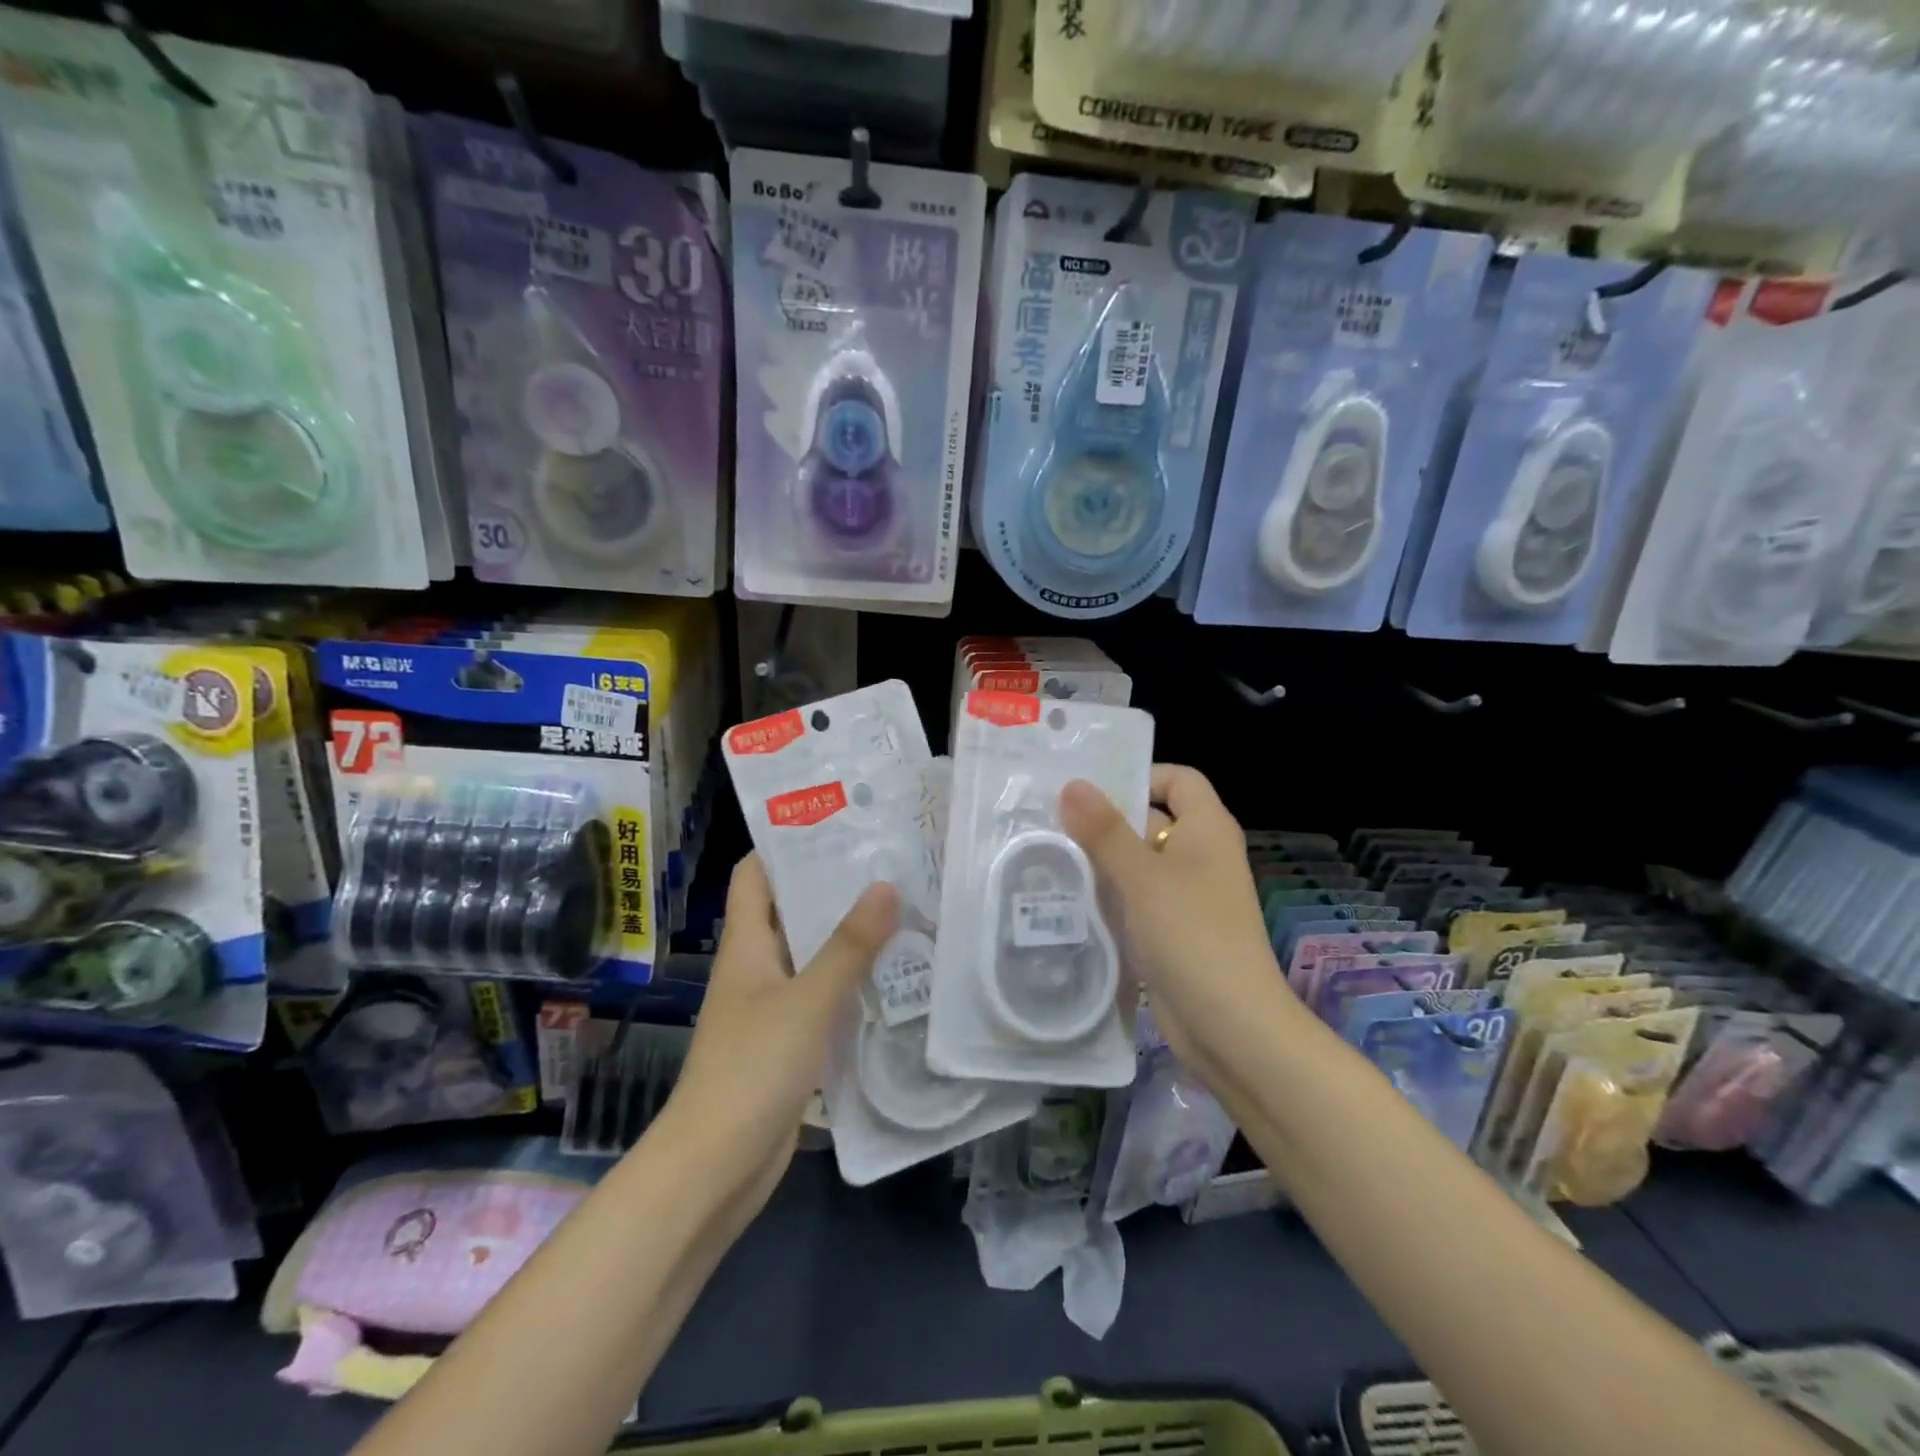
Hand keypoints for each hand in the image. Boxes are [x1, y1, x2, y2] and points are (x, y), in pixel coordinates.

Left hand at [659, 854, 896, 1218]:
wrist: (714, 1169)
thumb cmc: (751, 1070)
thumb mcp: (806, 1001)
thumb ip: (847, 947)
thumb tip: (886, 885)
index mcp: (746, 945)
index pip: (756, 874)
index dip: (786, 844)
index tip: (837, 824)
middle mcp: (756, 967)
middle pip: (791, 911)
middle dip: (834, 887)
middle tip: (890, 863)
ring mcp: (771, 1007)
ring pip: (812, 955)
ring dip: (848, 937)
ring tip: (903, 909)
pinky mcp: (789, 1042)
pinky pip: (823, 998)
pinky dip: (852, 983)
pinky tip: (894, 976)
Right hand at [1060, 766, 1289, 1075]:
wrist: (1231, 1027)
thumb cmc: (1192, 936)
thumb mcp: (1142, 877)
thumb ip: (1105, 830)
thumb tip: (1072, 784)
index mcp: (1206, 829)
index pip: (1177, 780)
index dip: (1140, 776)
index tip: (1090, 790)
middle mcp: (1199, 855)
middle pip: (1150, 820)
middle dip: (1104, 821)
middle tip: (1048, 822)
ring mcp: (1186, 895)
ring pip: (1137, 862)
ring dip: (1100, 861)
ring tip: (1046, 856)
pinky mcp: (1170, 930)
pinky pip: (1135, 898)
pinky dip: (1108, 895)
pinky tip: (1067, 899)